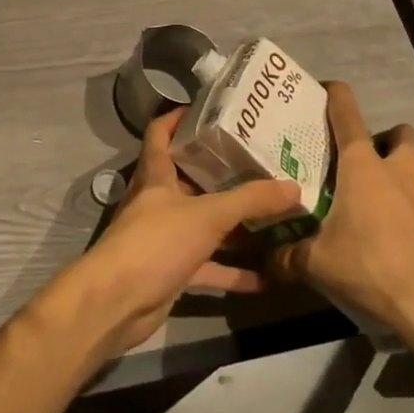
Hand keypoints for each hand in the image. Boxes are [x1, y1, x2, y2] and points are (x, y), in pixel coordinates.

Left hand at [56, 107, 302, 356]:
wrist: (118, 302)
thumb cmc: (156, 243)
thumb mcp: (207, 215)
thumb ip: (250, 201)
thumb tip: (294, 187)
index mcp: (156, 175)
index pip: (160, 134)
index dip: (178, 118)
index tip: (210, 110)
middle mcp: (158, 201)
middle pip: (190, 179)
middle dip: (221, 174)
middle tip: (260, 164)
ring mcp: (165, 238)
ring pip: (203, 225)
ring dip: (233, 225)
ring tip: (273, 217)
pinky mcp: (172, 271)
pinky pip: (208, 266)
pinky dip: (232, 271)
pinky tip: (266, 277)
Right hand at [269, 82, 413, 345]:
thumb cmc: (368, 269)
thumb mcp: (315, 263)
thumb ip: (288, 255)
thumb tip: (265, 259)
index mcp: (362, 169)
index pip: (347, 117)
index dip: (338, 97)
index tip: (330, 89)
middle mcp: (403, 171)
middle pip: (404, 134)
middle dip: (393, 140)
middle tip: (378, 159)